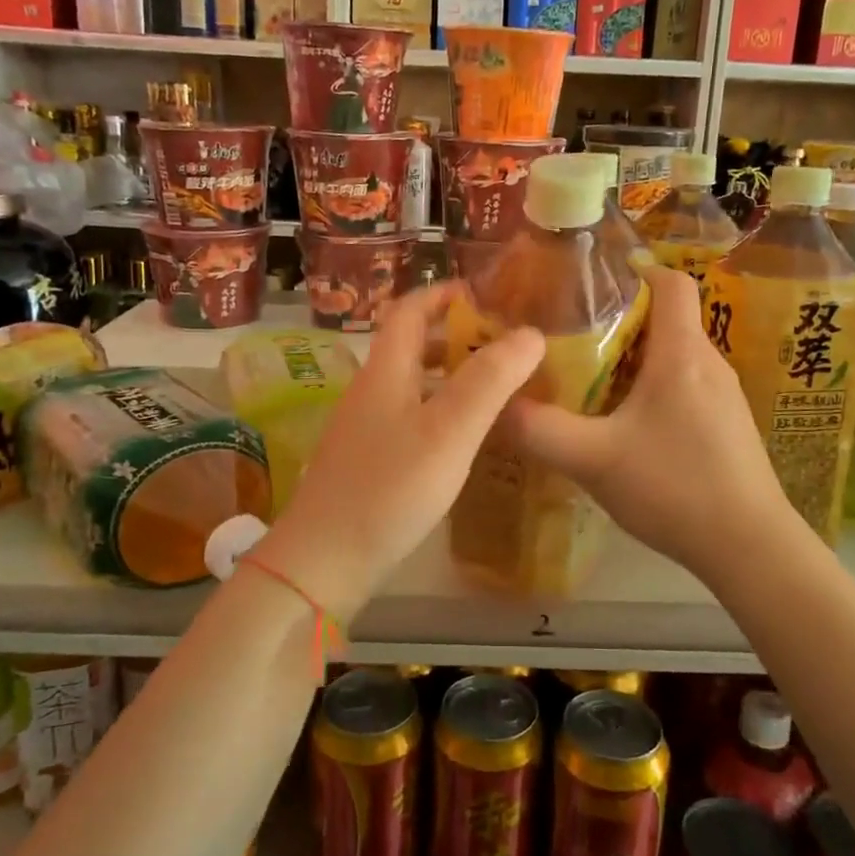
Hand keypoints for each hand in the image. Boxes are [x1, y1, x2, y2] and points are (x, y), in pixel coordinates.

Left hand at [257, 282, 543, 619]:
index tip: (483, 293)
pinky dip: (441, 412)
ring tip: (497, 390)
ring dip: (451, 377)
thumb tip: (530, 333)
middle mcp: (371, 391)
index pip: (409, 311)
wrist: (325, 562)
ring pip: (412, 385)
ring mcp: (365, 428)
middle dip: (456, 337)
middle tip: (504, 346)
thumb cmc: (390, 488)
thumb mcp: (449, 430)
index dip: (443, 294)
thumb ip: (490, 380)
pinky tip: (466, 439)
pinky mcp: (368, 462)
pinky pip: (410, 418)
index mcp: (386, 371)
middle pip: (411, 347)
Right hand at [499, 264, 791, 574]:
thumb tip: (496, 405)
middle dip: (617, 319)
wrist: (750, 548)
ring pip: (672, 354)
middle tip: (568, 336)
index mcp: (682, 353)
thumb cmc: (674, 488)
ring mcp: (723, 395)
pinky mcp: (726, 424)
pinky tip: (622, 423)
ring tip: (586, 378)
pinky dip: (650, 387)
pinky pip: (683, 385)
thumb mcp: (593, 459)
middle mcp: (709, 363)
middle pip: (664, 318)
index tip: (588, 283)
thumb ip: (539, 430)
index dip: (632, 270)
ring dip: (631, 358)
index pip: (670, 280)